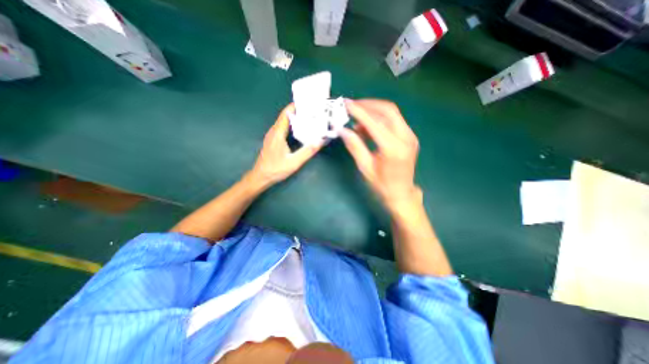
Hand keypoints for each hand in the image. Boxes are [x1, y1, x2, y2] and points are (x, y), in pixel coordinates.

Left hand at [247, 103, 322, 187]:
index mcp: (278, 134)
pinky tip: (298, 131)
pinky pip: (282, 128)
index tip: (306, 103)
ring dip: (294, 119)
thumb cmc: (276, 169)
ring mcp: (271, 136)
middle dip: (297, 112)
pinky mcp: (272, 141)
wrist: (260, 177)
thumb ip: (307, 152)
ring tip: (307, 119)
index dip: (294, 106)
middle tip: (310, 111)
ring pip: (283, 123)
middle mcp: (273, 132)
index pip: (285, 114)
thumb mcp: (294, 162)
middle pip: (285, 117)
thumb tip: (319, 142)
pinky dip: (291, 126)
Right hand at [340, 100, 421, 212]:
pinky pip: (394, 121)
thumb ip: (354, 146)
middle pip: (388, 110)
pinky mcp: (410, 137)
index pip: (374, 122)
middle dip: (368, 105)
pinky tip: (367, 127)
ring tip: (357, 121)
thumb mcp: (365, 167)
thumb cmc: (381, 184)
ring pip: (392, 113)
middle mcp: (405, 138)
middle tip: (352, 106)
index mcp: (393, 148)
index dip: (359, 111)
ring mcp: (410, 136)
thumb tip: (342, 130)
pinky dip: (380, 119)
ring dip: (374, 111)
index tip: (346, 104)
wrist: (401, 193)